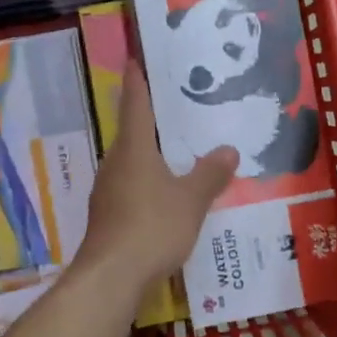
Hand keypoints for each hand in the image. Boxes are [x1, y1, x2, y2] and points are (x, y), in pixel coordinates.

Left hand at [75, 62, 237, 297]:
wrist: (110, 278)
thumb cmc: (151, 227)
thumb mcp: (191, 200)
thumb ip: (210, 174)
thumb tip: (229, 149)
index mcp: (133, 149)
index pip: (135, 104)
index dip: (137, 80)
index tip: (135, 58)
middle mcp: (115, 163)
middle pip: (132, 133)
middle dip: (152, 120)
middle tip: (178, 108)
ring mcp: (107, 191)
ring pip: (131, 162)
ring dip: (151, 154)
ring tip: (178, 151)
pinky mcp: (108, 216)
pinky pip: (131, 187)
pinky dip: (148, 182)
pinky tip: (166, 195)